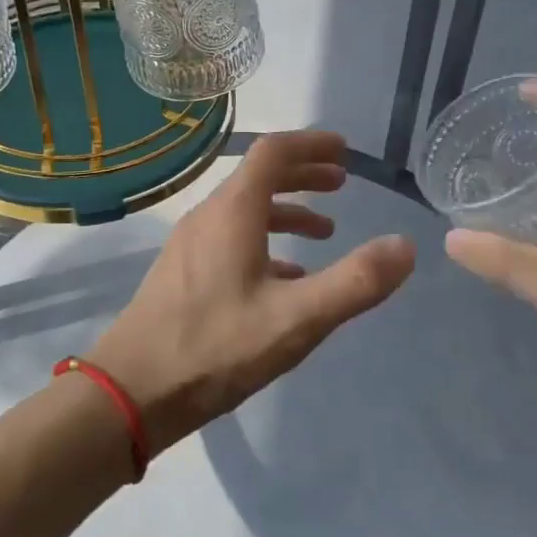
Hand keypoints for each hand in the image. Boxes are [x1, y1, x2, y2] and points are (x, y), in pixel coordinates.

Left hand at [94, 130, 415, 453]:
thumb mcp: (296, 319)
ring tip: (325, 231)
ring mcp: (190, 244)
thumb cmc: (216, 348)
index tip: (345, 150)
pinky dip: (265, 241)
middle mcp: (208, 216)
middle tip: (342, 182)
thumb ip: (354, 282)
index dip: (312, 144)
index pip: (273, 152)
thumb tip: (406, 246)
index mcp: (233, 212)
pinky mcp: (182, 272)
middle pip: (259, 176)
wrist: (131, 392)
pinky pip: (230, 238)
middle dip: (303, 174)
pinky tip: (285, 277)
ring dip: (287, 210)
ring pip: (245, 210)